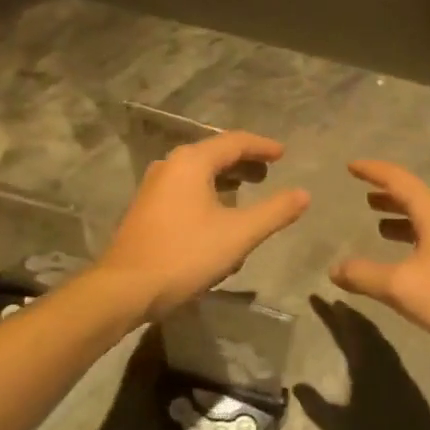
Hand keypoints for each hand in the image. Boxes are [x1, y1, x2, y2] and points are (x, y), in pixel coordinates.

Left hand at [96, 131, 310, 322]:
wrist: (126, 288)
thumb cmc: (186, 255)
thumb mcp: (239, 234)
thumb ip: (274, 211)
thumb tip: (303, 194)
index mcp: (191, 162)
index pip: (234, 142)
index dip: (262, 146)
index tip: (283, 153)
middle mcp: (169, 165)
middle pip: (213, 154)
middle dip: (243, 162)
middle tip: (268, 172)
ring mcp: (154, 187)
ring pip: (197, 173)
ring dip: (224, 179)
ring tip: (247, 191)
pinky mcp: (146, 208)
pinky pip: (184, 189)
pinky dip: (207, 193)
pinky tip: (217, 215)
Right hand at [297, 299, 429, 429]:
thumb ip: (317, 407)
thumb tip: (296, 385)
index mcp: (366, 367)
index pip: (345, 330)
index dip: (330, 313)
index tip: (315, 296)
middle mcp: (383, 361)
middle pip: (362, 327)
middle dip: (344, 312)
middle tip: (328, 300)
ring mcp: (397, 370)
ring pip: (376, 335)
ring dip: (360, 321)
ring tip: (345, 312)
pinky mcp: (406, 380)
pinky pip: (385, 346)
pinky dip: (372, 335)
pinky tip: (368, 340)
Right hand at [330, 161, 429, 376]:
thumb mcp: (402, 288)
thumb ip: (364, 275)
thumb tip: (334, 268)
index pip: (399, 180)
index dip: (373, 171)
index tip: (351, 166)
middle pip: (415, 197)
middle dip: (388, 195)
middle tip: (363, 195)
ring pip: (427, 219)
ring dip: (401, 218)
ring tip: (378, 224)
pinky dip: (414, 238)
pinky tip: (407, 259)